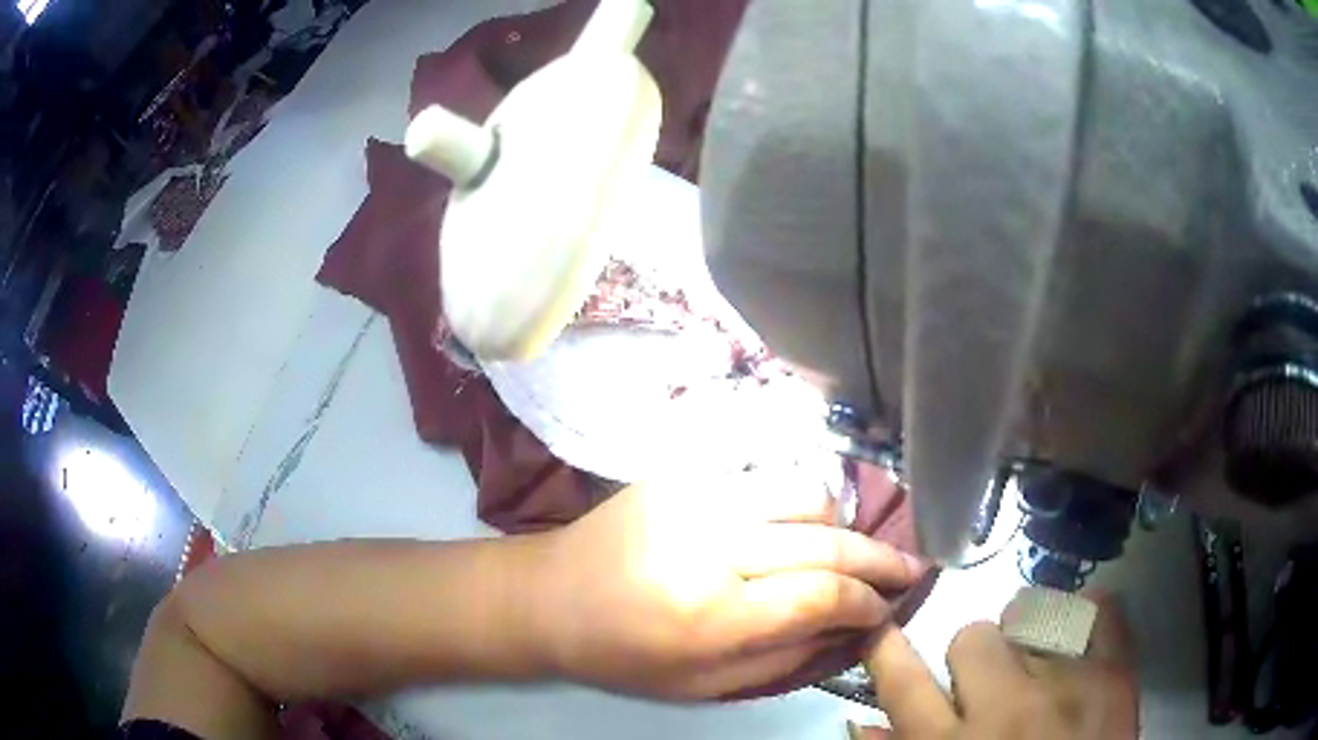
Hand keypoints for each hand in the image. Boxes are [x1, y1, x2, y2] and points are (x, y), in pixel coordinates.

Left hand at [530, 468, 923, 699]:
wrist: (551, 596)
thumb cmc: (624, 656)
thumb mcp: (705, 686)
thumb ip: (787, 658)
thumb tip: (850, 629)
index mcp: (711, 615)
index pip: (822, 594)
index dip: (868, 601)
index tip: (888, 608)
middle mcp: (710, 546)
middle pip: (825, 541)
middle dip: (879, 558)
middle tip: (910, 568)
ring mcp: (696, 497)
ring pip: (805, 493)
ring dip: (840, 525)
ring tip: (848, 550)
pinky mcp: (681, 473)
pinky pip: (764, 476)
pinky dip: (797, 502)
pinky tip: (801, 525)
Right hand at [854, 592, 1137, 738]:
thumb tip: (863, 723)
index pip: (903, 683)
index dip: (886, 649)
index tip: (881, 628)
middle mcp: (1002, 710)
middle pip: (973, 637)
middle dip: (977, 659)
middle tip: (992, 688)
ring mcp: (1065, 685)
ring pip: (1032, 616)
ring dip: (1029, 640)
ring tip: (1041, 671)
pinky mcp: (1115, 674)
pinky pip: (1100, 611)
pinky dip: (1088, 617)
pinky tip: (1080, 644)